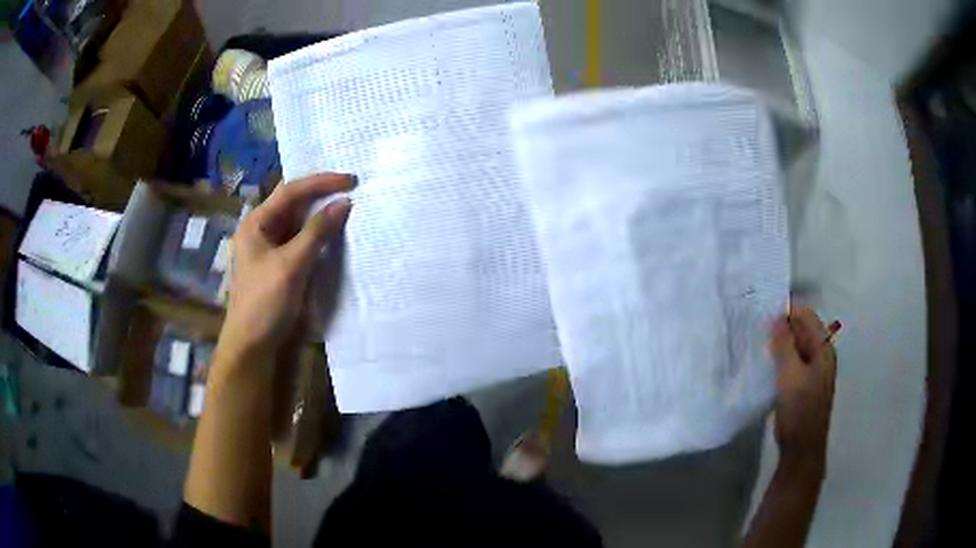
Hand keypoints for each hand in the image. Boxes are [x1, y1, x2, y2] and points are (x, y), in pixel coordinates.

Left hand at [219, 173, 352, 365]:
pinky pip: (303, 243)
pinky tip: (337, 235)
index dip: (321, 182)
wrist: (254, 347)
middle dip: (322, 196)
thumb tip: (344, 203)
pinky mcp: (282, 267)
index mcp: (256, 224)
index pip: (291, 192)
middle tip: (353, 190)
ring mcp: (272, 250)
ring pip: (300, 223)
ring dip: (322, 216)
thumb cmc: (265, 303)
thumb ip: (317, 232)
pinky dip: (320, 237)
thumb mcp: (291, 264)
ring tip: (349, 207)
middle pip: (294, 204)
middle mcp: (263, 231)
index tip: (350, 180)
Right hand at [768, 305, 837, 470]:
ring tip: (757, 343)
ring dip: (779, 343)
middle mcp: (820, 355)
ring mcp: (812, 371)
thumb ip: (784, 345)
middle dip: (781, 326)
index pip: (806, 316)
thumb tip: (775, 318)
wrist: (801, 449)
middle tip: (755, 327)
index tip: (763, 312)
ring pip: (794, 347)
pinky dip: (779, 358)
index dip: (787, 311)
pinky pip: (791, 362)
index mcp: (823, 349)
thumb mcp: (791, 375)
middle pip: (801, 330)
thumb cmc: (799, 410)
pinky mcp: (802, 384)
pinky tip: (764, 363)